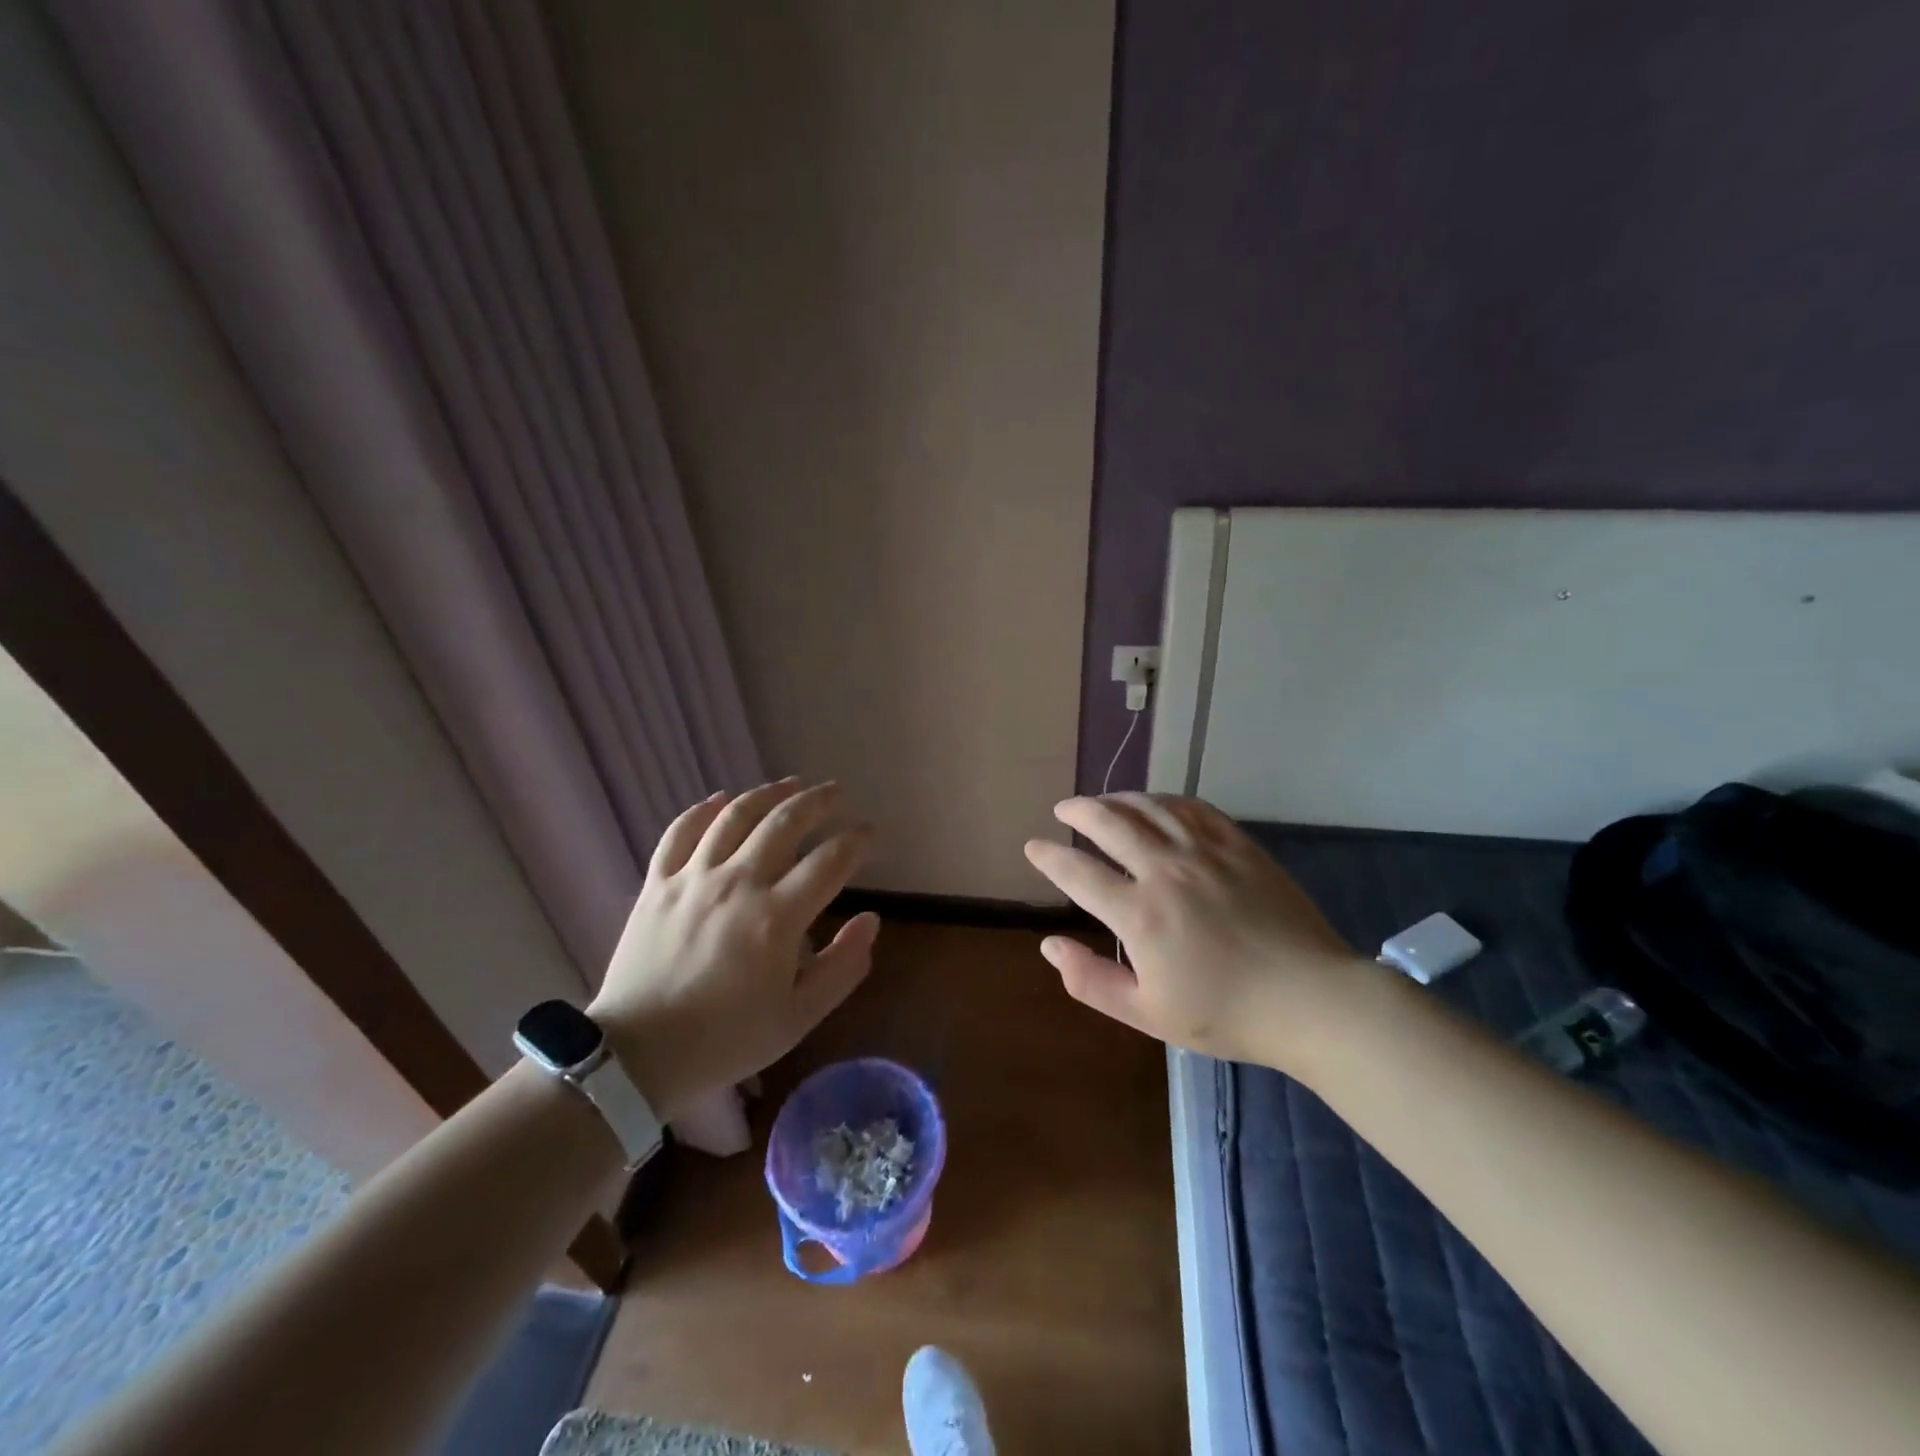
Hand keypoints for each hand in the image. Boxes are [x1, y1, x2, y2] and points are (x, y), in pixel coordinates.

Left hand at [587, 779, 878, 1117]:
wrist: (637, 1056)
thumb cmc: (725, 1040)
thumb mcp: (798, 1018)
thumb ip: (842, 967)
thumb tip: (871, 920)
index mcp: (777, 917)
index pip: (829, 860)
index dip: (856, 840)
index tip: (869, 832)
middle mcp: (738, 883)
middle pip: (785, 822)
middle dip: (818, 801)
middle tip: (837, 793)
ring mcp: (693, 878)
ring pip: (736, 815)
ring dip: (769, 793)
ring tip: (790, 783)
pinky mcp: (657, 883)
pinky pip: (680, 831)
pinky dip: (703, 810)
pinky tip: (721, 799)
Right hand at [1023, 794, 1363, 1068]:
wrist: (1310, 1000)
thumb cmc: (1226, 1014)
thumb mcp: (1147, 1013)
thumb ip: (1091, 980)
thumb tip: (1048, 945)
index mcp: (1140, 914)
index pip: (1078, 873)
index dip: (1049, 858)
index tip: (1033, 847)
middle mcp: (1166, 871)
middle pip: (1110, 823)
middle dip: (1079, 811)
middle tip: (1063, 808)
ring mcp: (1204, 852)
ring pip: (1149, 807)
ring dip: (1117, 799)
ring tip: (1101, 801)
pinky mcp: (1238, 845)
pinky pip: (1193, 808)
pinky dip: (1165, 800)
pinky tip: (1156, 803)